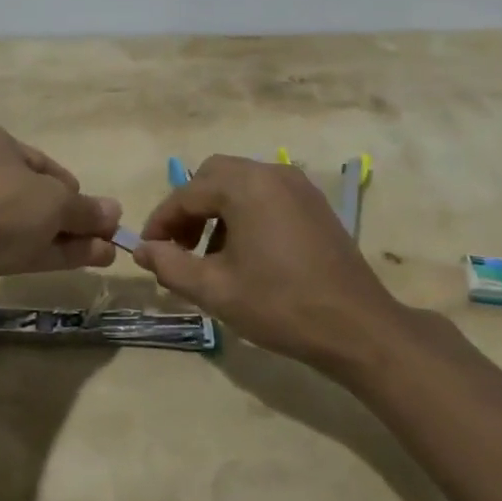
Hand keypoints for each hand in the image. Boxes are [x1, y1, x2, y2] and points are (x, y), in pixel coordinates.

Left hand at [0, 124, 120, 284]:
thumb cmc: (2, 207)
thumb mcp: (56, 202)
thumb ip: (86, 208)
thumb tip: (114, 212)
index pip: (42, 163)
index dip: (73, 189)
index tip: (95, 211)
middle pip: (36, 195)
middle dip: (74, 218)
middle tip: (106, 236)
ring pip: (27, 223)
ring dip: (67, 237)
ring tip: (106, 254)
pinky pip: (13, 244)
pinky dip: (47, 250)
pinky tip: (85, 260)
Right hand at [133, 155, 407, 374]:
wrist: (358, 328)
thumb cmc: (281, 305)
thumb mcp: (216, 290)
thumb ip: (170, 266)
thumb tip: (142, 250)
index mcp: (245, 186)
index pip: (187, 194)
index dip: (161, 222)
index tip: (147, 250)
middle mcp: (271, 173)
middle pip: (213, 177)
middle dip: (189, 209)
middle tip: (178, 248)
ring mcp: (297, 186)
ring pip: (240, 183)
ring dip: (216, 211)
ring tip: (210, 256)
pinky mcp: (314, 203)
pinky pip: (265, 194)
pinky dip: (244, 212)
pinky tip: (245, 253)